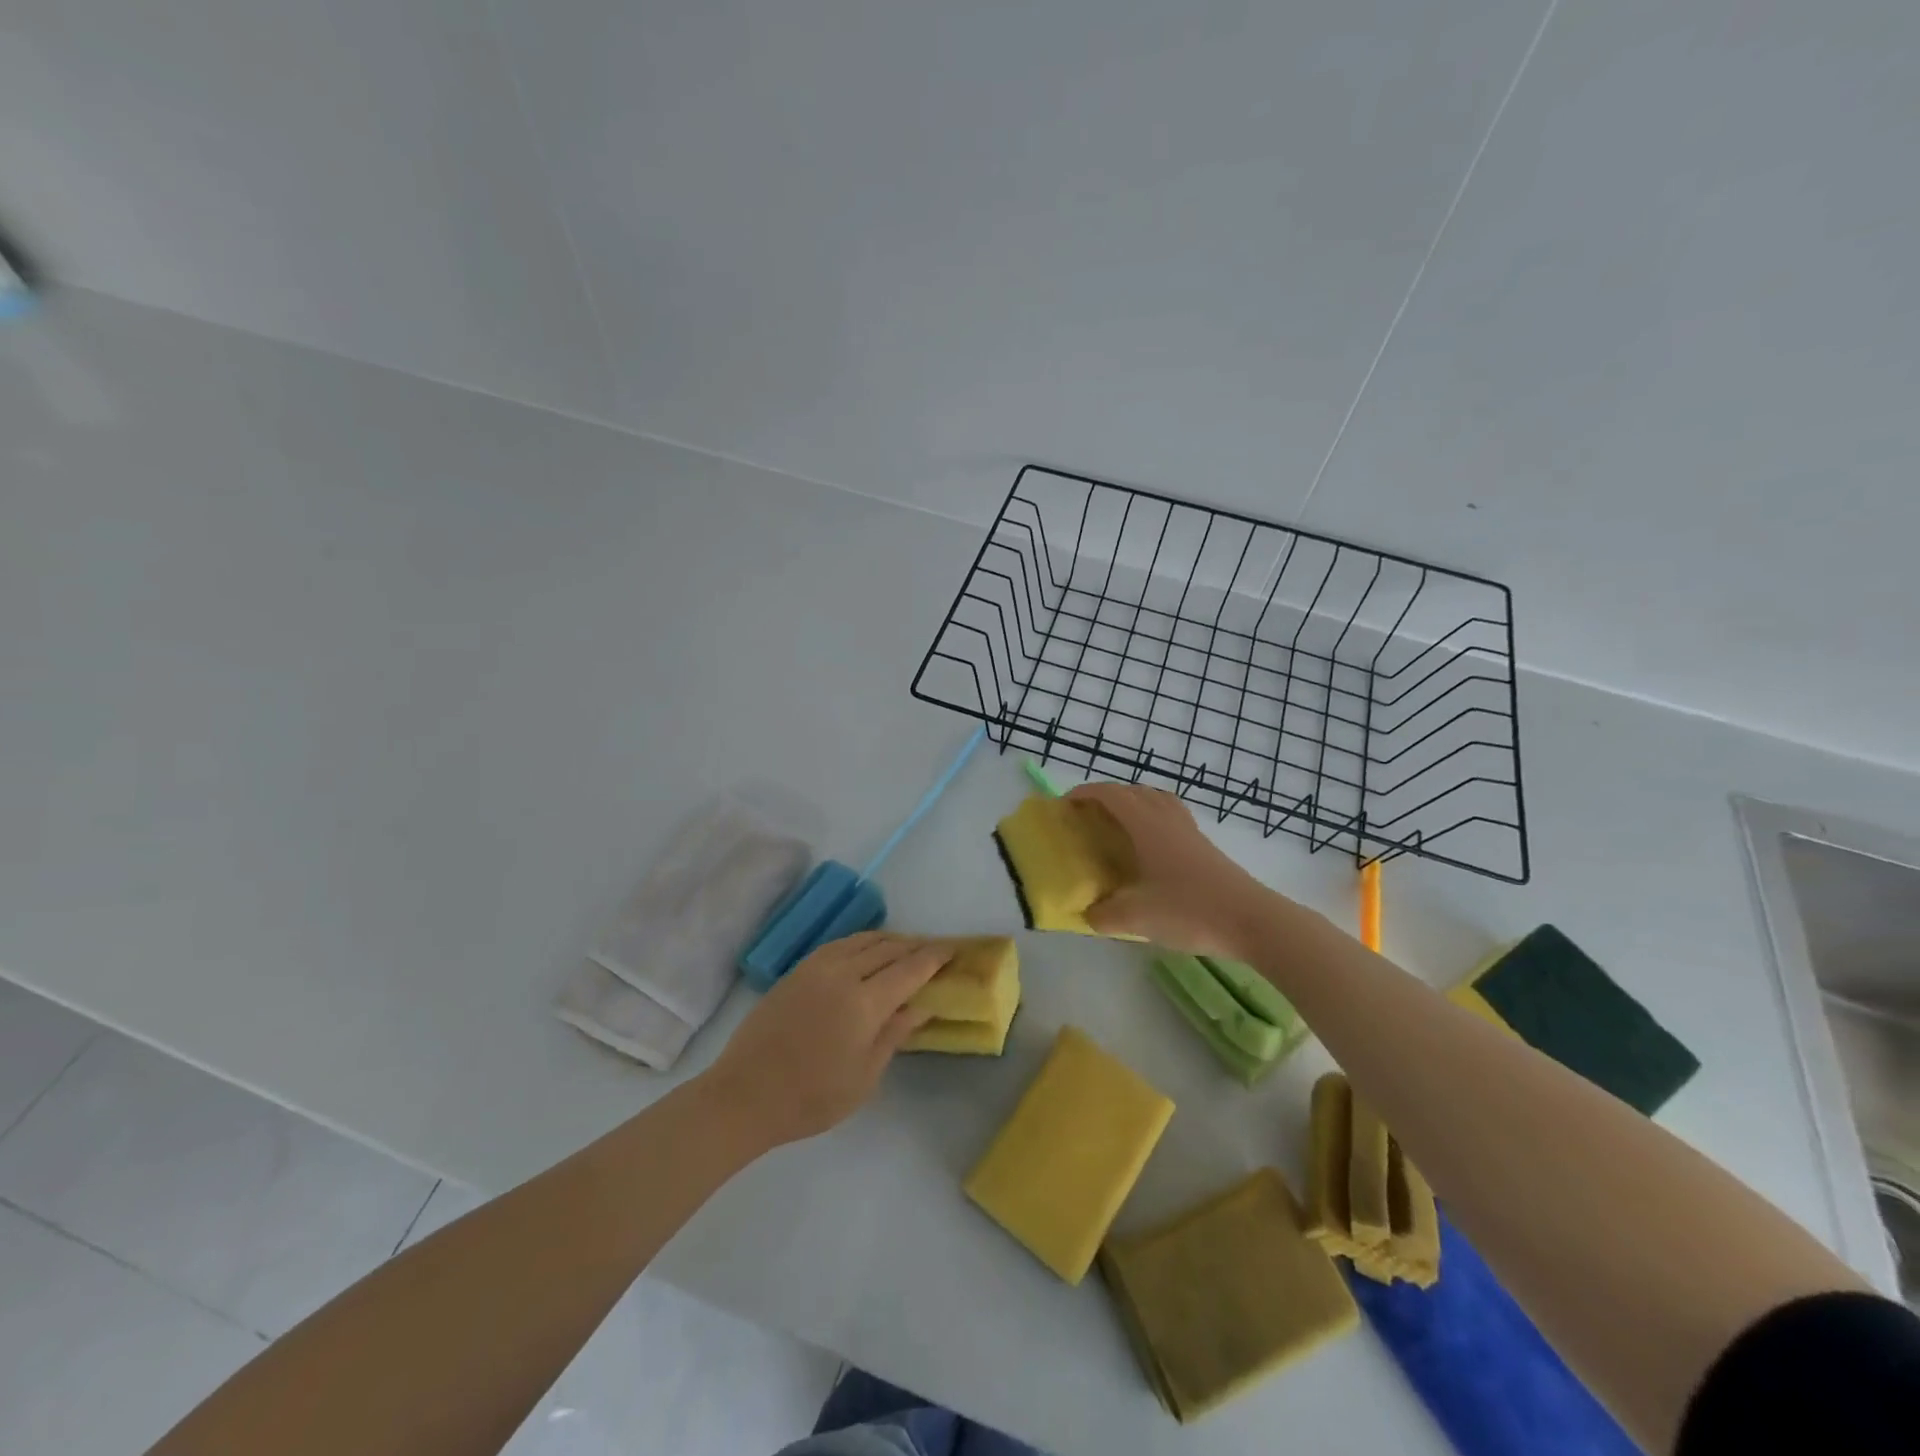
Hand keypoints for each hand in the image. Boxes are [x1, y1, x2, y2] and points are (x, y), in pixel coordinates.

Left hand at [702, 933, 950, 1148]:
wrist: (745, 1095)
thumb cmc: (811, 1098)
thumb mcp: (864, 1077)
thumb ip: (894, 1034)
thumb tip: (922, 1005)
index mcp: (864, 1002)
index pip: (910, 969)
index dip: (934, 957)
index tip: (953, 950)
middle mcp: (843, 974)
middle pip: (888, 948)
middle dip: (915, 946)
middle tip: (934, 949)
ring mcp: (816, 967)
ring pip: (863, 940)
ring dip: (889, 940)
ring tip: (905, 947)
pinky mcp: (798, 970)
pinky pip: (840, 945)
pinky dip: (862, 942)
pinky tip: (867, 952)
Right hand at [1067, 783, 1274, 957]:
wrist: (1251, 920)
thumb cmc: (1190, 911)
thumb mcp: (1137, 918)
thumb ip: (1104, 915)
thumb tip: (1089, 914)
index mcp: (1147, 826)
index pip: (1111, 795)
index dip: (1085, 794)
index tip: (1064, 805)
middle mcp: (1167, 820)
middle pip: (1134, 791)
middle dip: (1107, 796)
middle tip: (1088, 817)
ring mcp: (1190, 831)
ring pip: (1157, 800)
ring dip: (1134, 803)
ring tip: (1119, 826)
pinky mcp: (1205, 847)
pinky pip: (1172, 817)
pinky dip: (1153, 819)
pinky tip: (1150, 849)